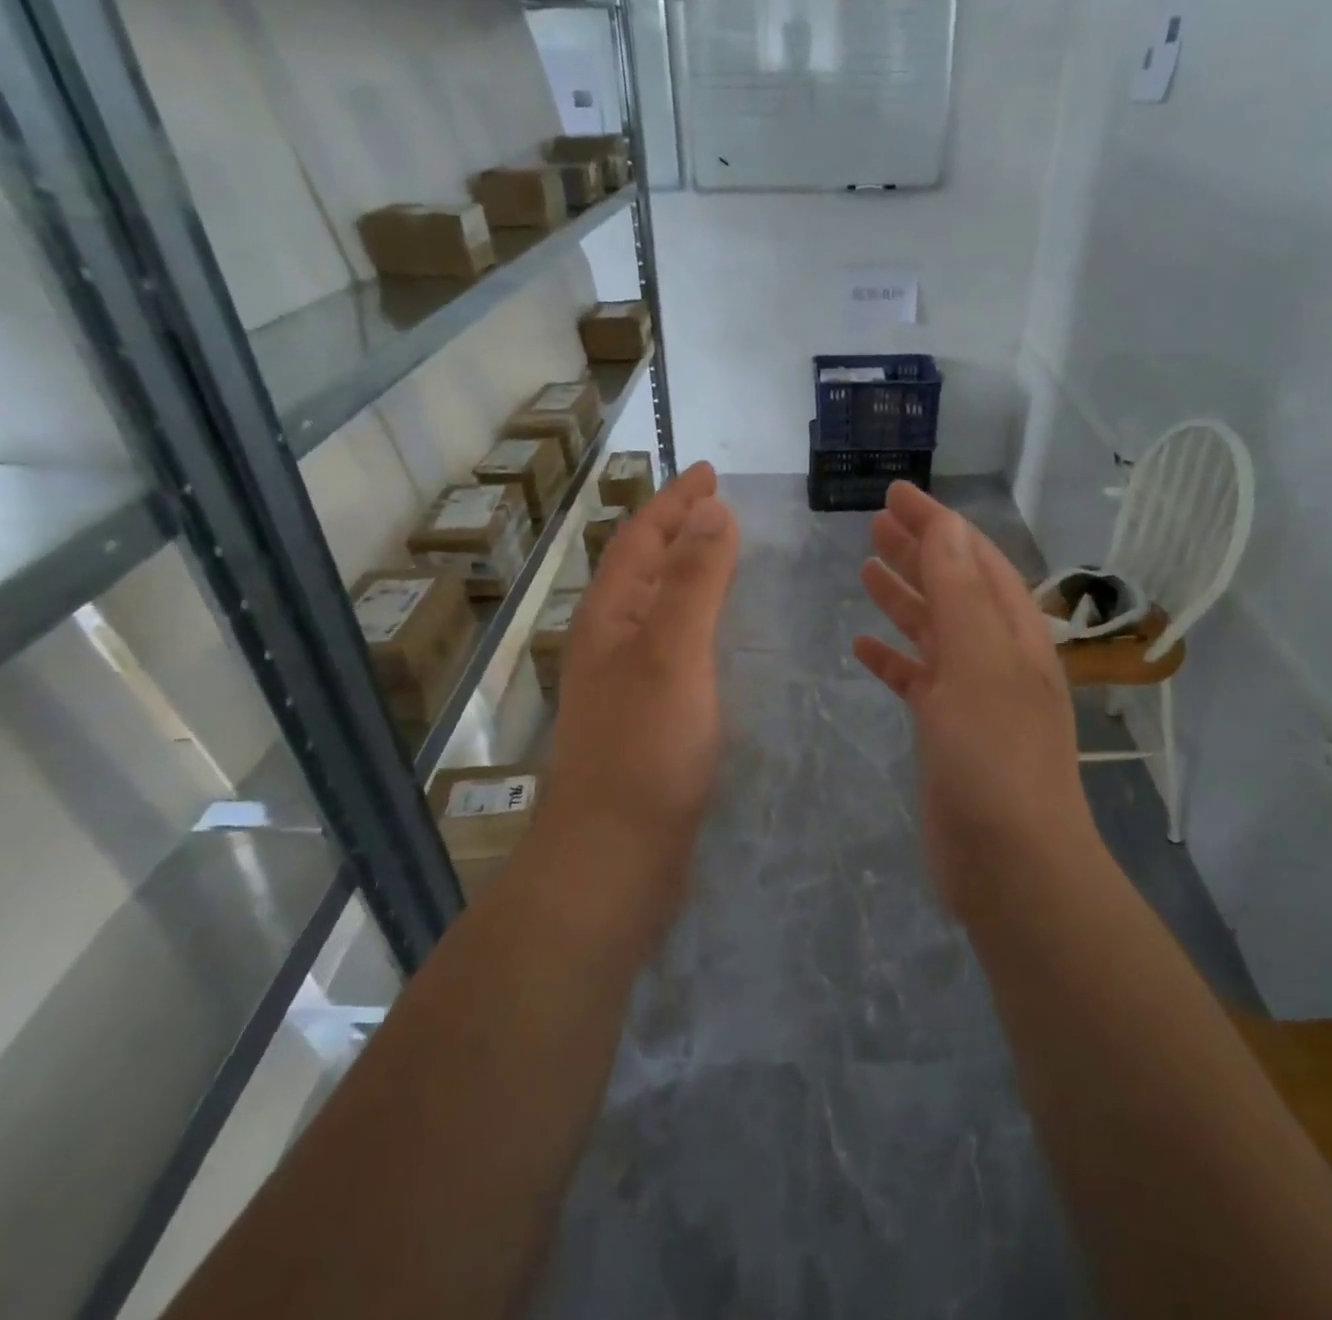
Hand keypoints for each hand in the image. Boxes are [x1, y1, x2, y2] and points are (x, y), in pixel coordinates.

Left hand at [533, 461, 738, 944]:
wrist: (612, 859)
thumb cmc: (644, 751)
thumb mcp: (671, 653)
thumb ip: (692, 581)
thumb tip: (710, 512)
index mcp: (610, 617)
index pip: (641, 538)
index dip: (675, 501)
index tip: (710, 471)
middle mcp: (609, 641)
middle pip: (644, 567)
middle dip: (678, 529)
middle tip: (719, 506)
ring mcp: (624, 682)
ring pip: (656, 607)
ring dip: (685, 574)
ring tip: (721, 556)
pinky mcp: (644, 718)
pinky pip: (671, 646)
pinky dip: (695, 621)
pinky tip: (716, 637)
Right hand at [853, 483, 1094, 915]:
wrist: (1010, 862)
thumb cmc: (995, 755)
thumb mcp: (978, 662)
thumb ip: (959, 593)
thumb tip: (946, 528)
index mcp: (1013, 632)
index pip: (974, 558)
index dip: (937, 523)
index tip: (897, 493)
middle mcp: (996, 656)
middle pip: (953, 587)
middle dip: (918, 552)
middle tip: (874, 523)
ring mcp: (971, 695)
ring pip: (933, 631)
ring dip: (903, 597)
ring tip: (865, 568)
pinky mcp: (946, 732)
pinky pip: (916, 680)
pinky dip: (892, 659)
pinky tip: (862, 648)